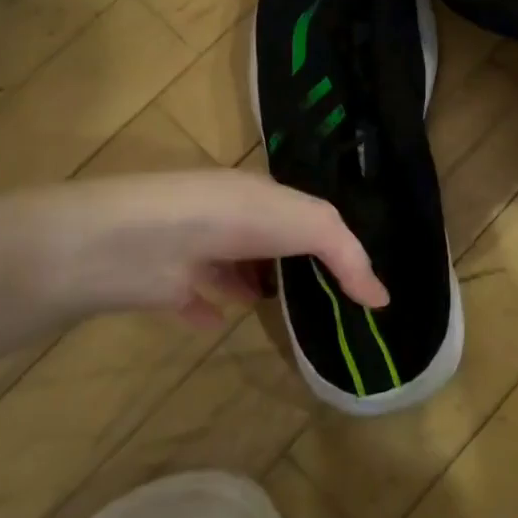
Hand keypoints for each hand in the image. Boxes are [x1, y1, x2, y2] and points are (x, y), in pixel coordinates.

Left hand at [42, 169, 387, 326]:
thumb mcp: (302, 223)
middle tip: (323, 296)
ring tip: (276, 308)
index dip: (327, 237)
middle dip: (291, 259)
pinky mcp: (165, 284)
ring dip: (250, 282)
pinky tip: (218, 323)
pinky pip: (192, 298)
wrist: (134, 244)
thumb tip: (382, 298)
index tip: (351, 272)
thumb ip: (344, 255)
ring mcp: (193, 249)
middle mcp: (226, 217)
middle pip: (267, 238)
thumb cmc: (227, 221)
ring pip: (230, 266)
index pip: (300, 211)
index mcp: (258, 193)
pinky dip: (207, 308)